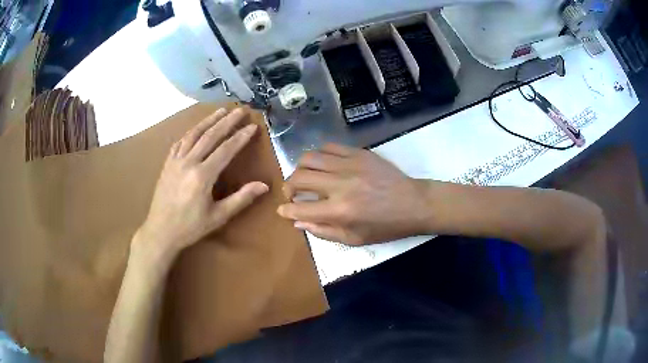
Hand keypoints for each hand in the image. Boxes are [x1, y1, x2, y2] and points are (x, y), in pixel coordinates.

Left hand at [134, 108, 268, 261]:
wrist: (160, 231)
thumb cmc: (190, 227)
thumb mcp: (218, 217)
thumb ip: (241, 199)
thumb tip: (264, 185)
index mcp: (202, 176)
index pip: (226, 150)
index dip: (241, 137)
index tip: (253, 126)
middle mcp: (188, 162)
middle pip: (210, 136)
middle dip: (227, 121)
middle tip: (241, 110)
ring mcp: (175, 161)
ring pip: (194, 134)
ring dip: (209, 120)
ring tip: (221, 110)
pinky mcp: (167, 163)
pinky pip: (180, 142)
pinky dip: (191, 132)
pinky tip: (197, 128)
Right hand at [277, 144, 432, 244]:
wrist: (414, 204)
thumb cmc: (386, 226)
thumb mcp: (355, 239)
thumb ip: (323, 231)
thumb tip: (298, 222)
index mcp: (340, 211)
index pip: (300, 208)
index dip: (286, 209)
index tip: (283, 209)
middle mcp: (340, 185)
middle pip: (298, 178)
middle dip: (288, 187)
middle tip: (292, 194)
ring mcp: (349, 165)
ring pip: (309, 158)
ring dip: (300, 168)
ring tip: (304, 177)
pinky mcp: (358, 153)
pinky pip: (329, 146)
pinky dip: (319, 155)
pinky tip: (323, 165)